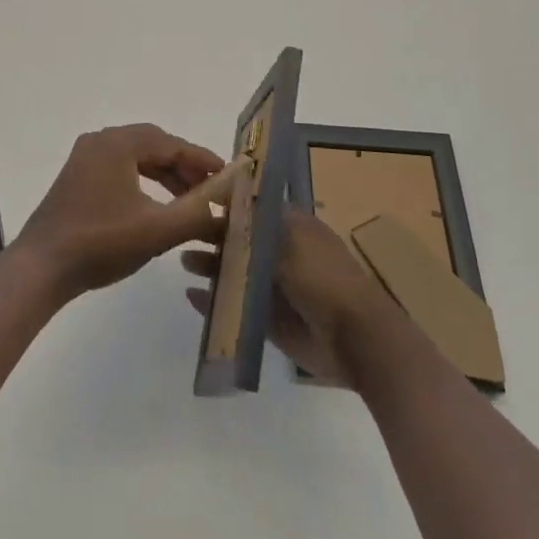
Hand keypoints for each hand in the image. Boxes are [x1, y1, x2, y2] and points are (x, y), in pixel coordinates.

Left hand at [17, 125, 235, 299]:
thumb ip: (196, 214)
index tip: (227, 176)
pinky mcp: (77, 179)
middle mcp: (100, 141)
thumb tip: (226, 206)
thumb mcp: (157, 230)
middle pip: (153, 145)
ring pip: (137, 158)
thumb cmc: (101, 242)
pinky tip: (157, 206)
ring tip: (189, 200)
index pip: (171, 143)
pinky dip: (144, 182)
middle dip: (184, 167)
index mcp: (117, 142)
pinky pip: (120, 169)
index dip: (201, 159)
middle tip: (210, 190)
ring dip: (165, 175)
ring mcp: (85, 159)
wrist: (42, 268)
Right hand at [184, 208, 395, 387]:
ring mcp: (275, 288)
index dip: (227, 205)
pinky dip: (216, 303)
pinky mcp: (270, 321)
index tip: (196, 201)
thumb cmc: (323, 277)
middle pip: (240, 240)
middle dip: (214, 237)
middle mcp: (281, 253)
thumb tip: (229, 199)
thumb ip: (255, 224)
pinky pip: (237, 308)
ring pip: (236, 273)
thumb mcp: (288, 239)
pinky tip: (192, 296)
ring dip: (212, 267)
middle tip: (182, 233)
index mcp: (291, 226)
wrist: (355, 338)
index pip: (252, 209)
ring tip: (185, 262)